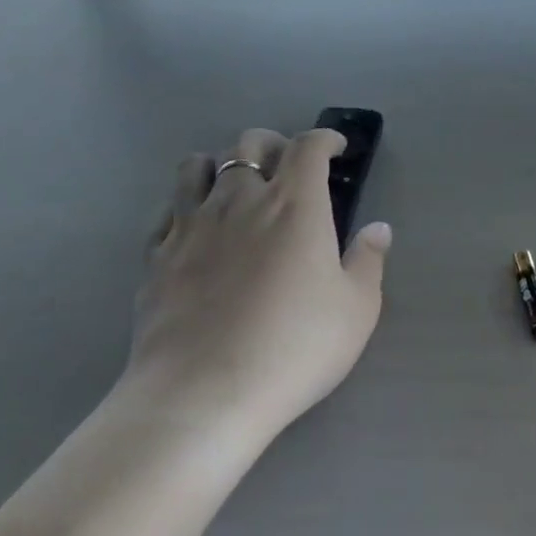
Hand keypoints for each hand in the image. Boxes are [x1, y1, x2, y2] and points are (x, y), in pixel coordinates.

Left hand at [128, 128, 392, 436]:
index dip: (324, 138)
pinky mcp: (156, 256)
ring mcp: (191, 224)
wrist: (200, 397)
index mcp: (294, 204)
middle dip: (273, 144)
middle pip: (250, 142)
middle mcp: (241, 199)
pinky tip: (194, 226)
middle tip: (286, 167)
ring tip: (233, 185)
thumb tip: (378, 228)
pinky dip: (184, 205)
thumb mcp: (356, 310)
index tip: (334, 148)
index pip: (308, 146)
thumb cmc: (292, 348)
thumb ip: (368, 261)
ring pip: (197, 165)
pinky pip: (167, 210)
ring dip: (220, 163)